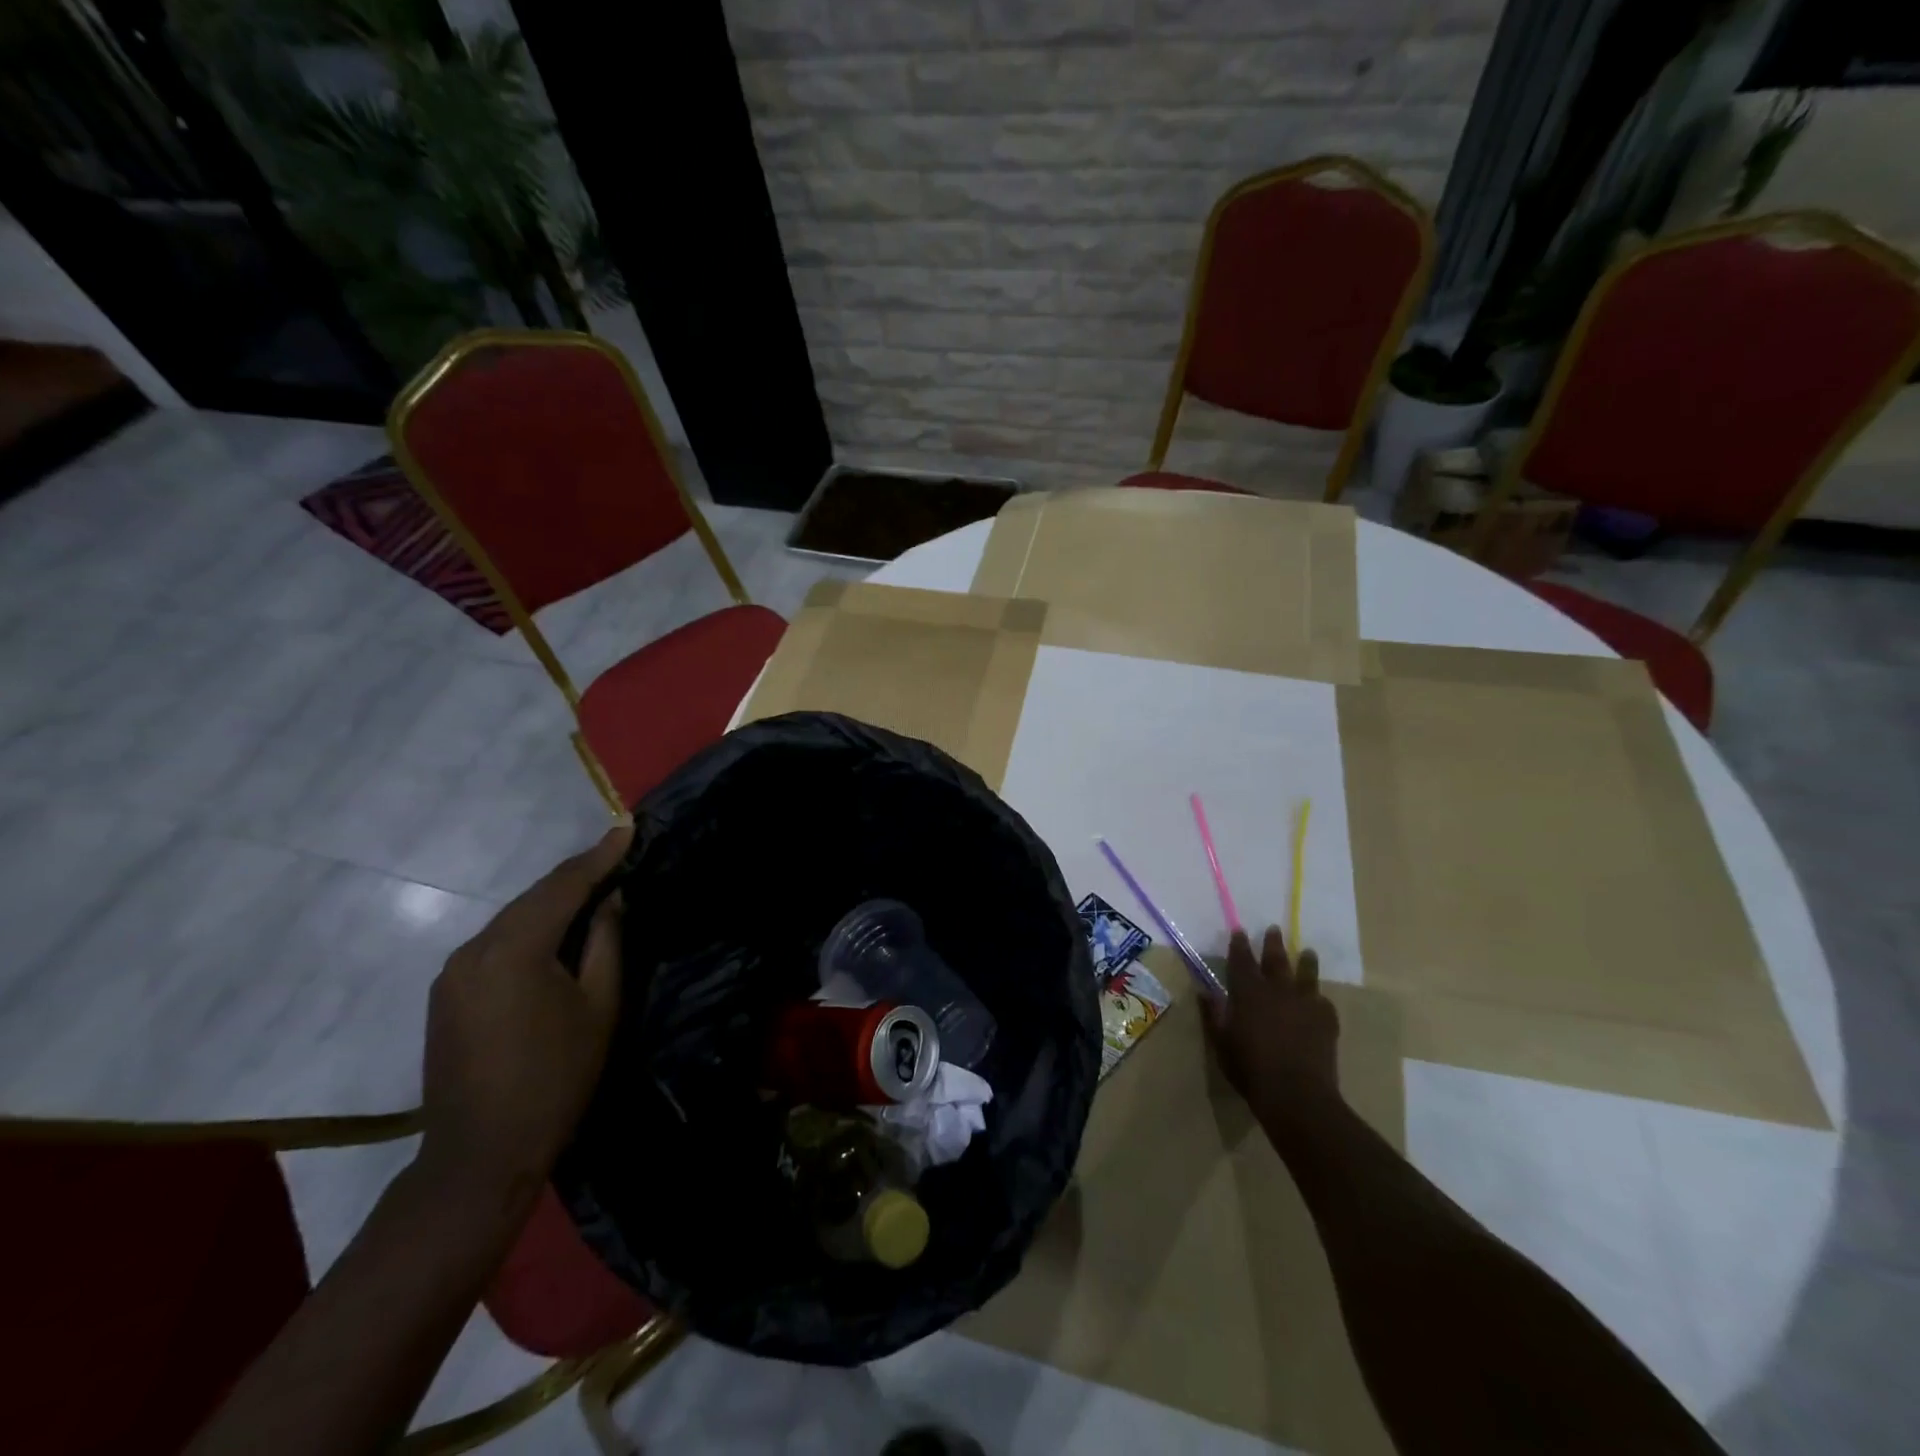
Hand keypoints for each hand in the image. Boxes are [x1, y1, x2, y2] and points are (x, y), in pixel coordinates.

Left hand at [416, 826, 630, 1213]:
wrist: (480, 1154)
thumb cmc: (555, 1078)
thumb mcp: (599, 1007)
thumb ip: (606, 943)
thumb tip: (612, 900)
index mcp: (514, 949)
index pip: (563, 886)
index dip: (599, 855)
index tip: (627, 827)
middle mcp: (474, 949)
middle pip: (534, 898)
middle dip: (576, 875)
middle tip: (616, 855)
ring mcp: (453, 972)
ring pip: (513, 918)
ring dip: (552, 902)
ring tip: (593, 890)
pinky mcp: (447, 992)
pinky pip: (496, 942)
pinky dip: (529, 928)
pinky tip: (553, 933)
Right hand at [1201, 926, 1339, 1119]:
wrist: (1296, 1094)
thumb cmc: (1250, 1068)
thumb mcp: (1221, 1042)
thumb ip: (1213, 1014)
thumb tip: (1203, 991)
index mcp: (1248, 992)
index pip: (1241, 960)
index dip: (1239, 945)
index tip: (1239, 931)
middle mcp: (1277, 990)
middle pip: (1275, 959)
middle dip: (1273, 943)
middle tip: (1273, 929)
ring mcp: (1305, 1003)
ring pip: (1306, 974)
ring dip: (1306, 962)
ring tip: (1308, 953)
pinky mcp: (1326, 1020)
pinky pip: (1323, 1002)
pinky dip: (1319, 999)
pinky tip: (1320, 1001)